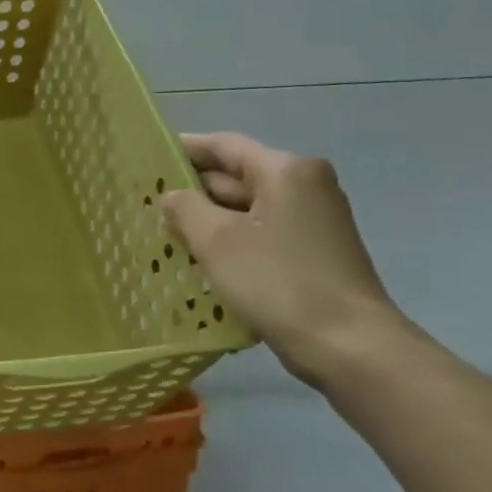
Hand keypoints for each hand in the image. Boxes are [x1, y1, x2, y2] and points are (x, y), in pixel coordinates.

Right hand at [159, 133, 406, 387]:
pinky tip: (197, 260)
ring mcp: (312, 221)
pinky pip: (259, 234)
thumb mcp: (216, 240)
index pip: (224, 146)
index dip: (183, 149)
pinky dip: (228, 240)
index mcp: (287, 171)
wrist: (347, 344)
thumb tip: (172, 196)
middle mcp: (305, 187)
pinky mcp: (312, 253)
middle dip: (192, 190)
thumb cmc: (277, 282)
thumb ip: (185, 208)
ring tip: (162, 233)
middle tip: (145, 204)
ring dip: (206, 219)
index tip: (146, 160)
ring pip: (246, 209)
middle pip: (236, 176)